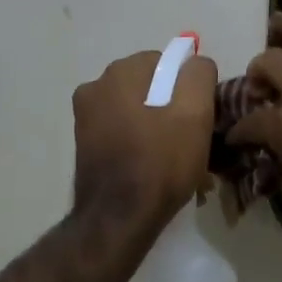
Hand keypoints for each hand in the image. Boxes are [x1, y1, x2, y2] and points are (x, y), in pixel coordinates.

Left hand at [71, 49, 217, 232]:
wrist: (119, 218)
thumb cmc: (160, 163)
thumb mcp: (195, 114)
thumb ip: (198, 75)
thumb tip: (195, 63)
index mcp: (120, 72)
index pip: (168, 63)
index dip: (187, 89)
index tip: (197, 118)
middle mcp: (96, 85)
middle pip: (149, 85)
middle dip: (169, 106)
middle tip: (187, 140)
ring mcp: (85, 115)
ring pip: (134, 108)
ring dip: (154, 125)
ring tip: (171, 158)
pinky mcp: (83, 141)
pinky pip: (120, 129)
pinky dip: (136, 140)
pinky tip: (150, 165)